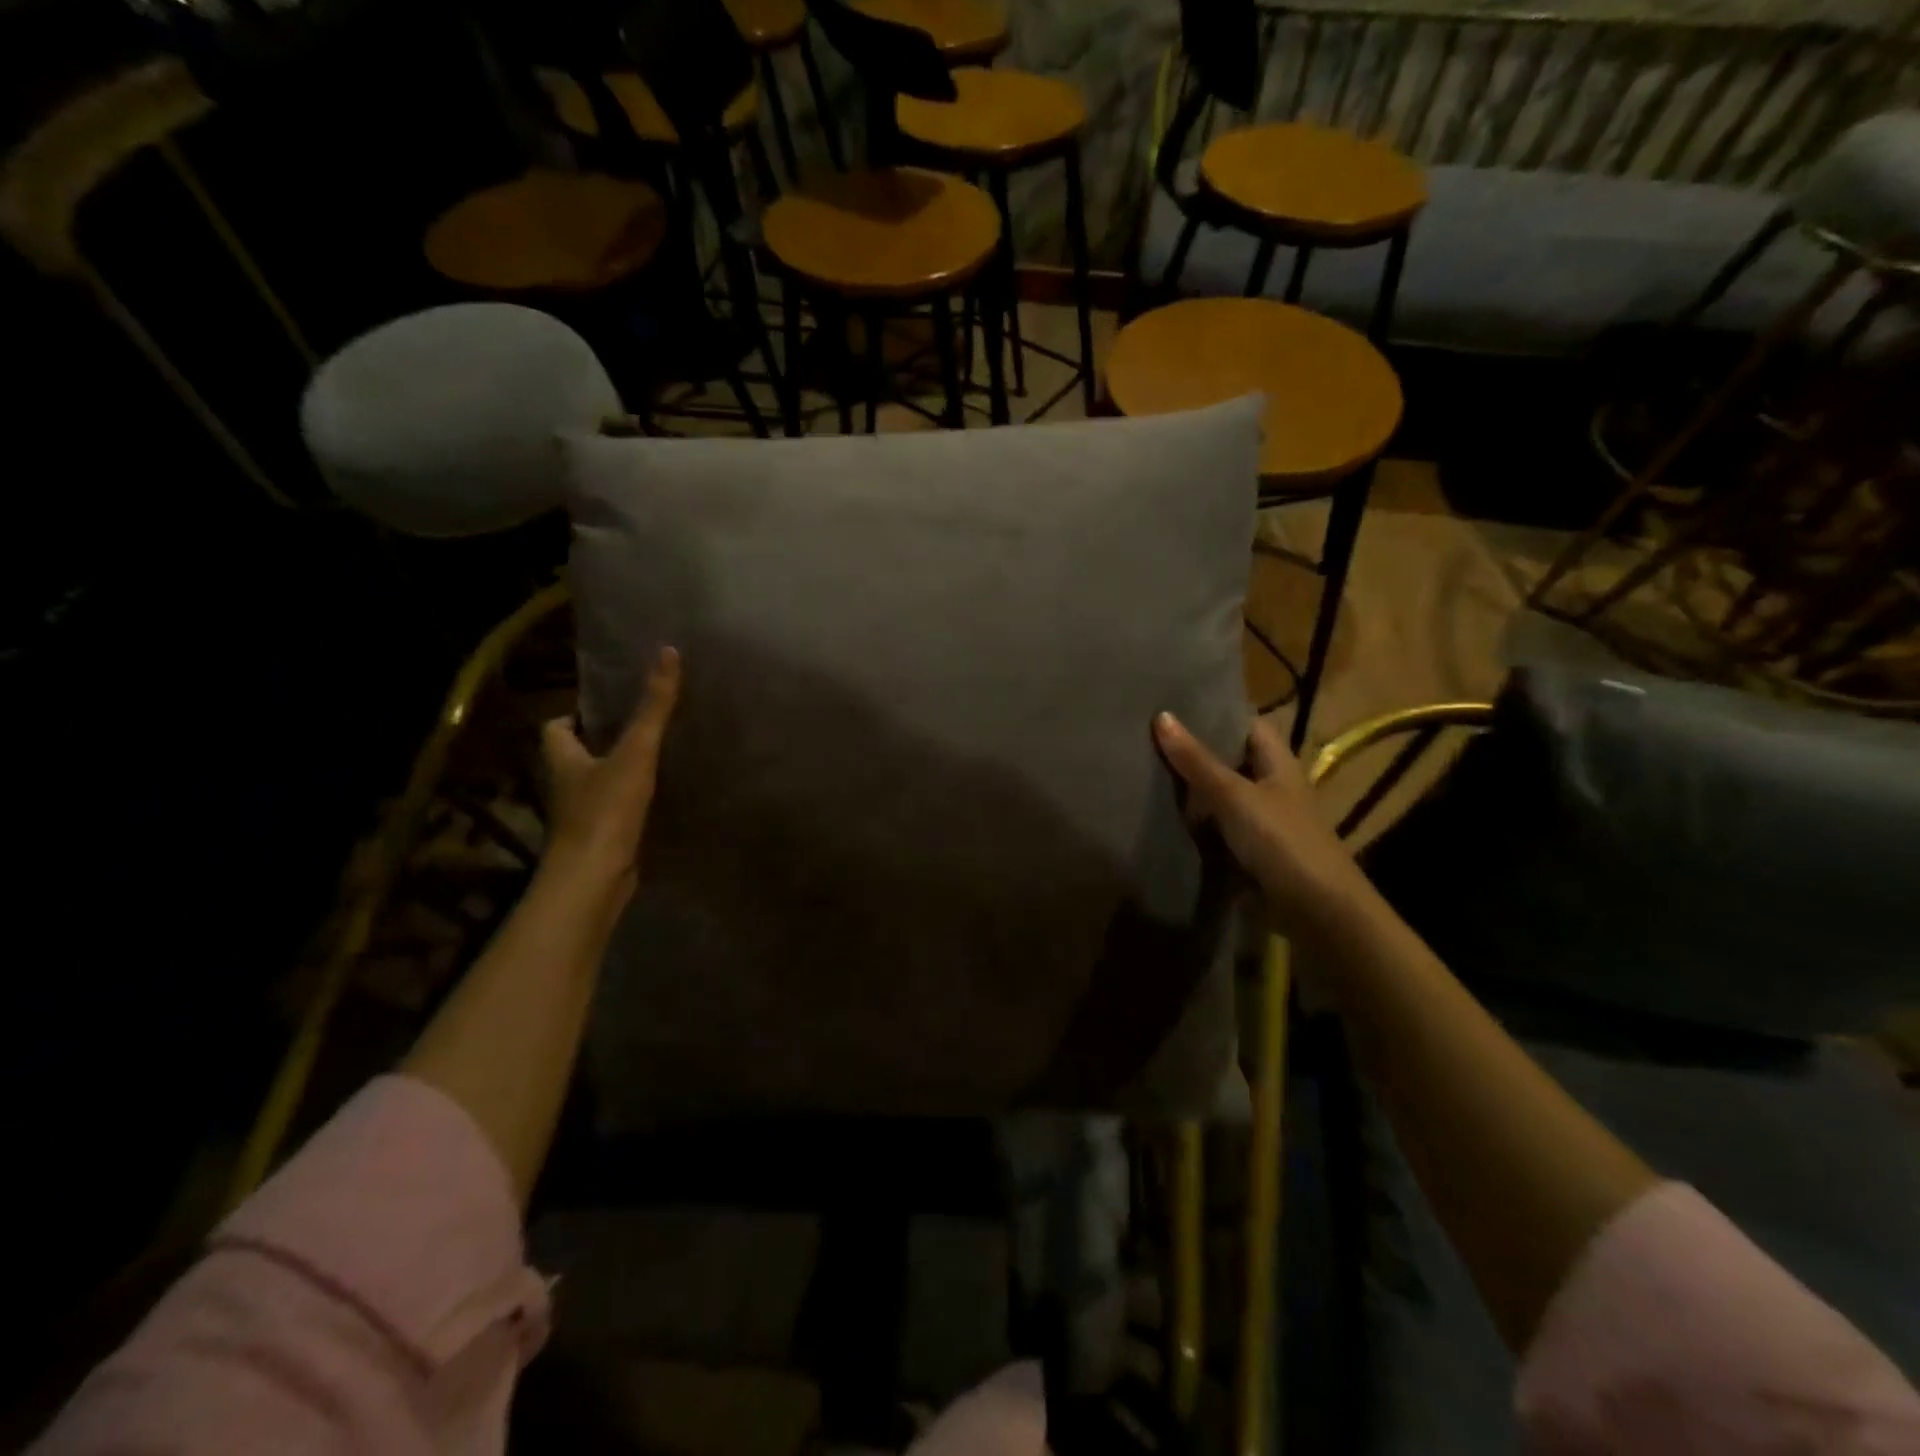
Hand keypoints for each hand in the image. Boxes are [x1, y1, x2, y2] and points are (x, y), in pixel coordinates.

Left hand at [541, 646, 681, 899]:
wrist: (594, 879)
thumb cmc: (605, 811)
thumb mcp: (635, 752)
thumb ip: (653, 707)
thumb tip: (668, 652)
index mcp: (561, 757)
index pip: (555, 726)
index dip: (576, 714)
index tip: (608, 706)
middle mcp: (564, 784)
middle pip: (577, 754)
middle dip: (603, 741)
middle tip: (641, 726)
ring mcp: (580, 814)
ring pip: (597, 783)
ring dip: (619, 772)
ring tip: (658, 756)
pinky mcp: (600, 838)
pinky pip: (614, 810)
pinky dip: (631, 802)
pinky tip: (661, 797)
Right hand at [1153, 712, 1368, 935]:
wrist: (1314, 910)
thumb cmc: (1281, 840)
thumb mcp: (1234, 795)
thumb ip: (1197, 760)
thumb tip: (1162, 715)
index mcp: (1277, 762)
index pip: (1246, 724)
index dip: (1216, 712)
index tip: (1174, 703)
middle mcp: (1270, 785)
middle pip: (1229, 759)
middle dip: (1194, 750)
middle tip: (1146, 735)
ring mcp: (1260, 819)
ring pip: (1219, 794)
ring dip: (1191, 788)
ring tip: (1144, 767)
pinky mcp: (1249, 849)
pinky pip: (1216, 826)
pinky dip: (1194, 821)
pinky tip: (1162, 814)